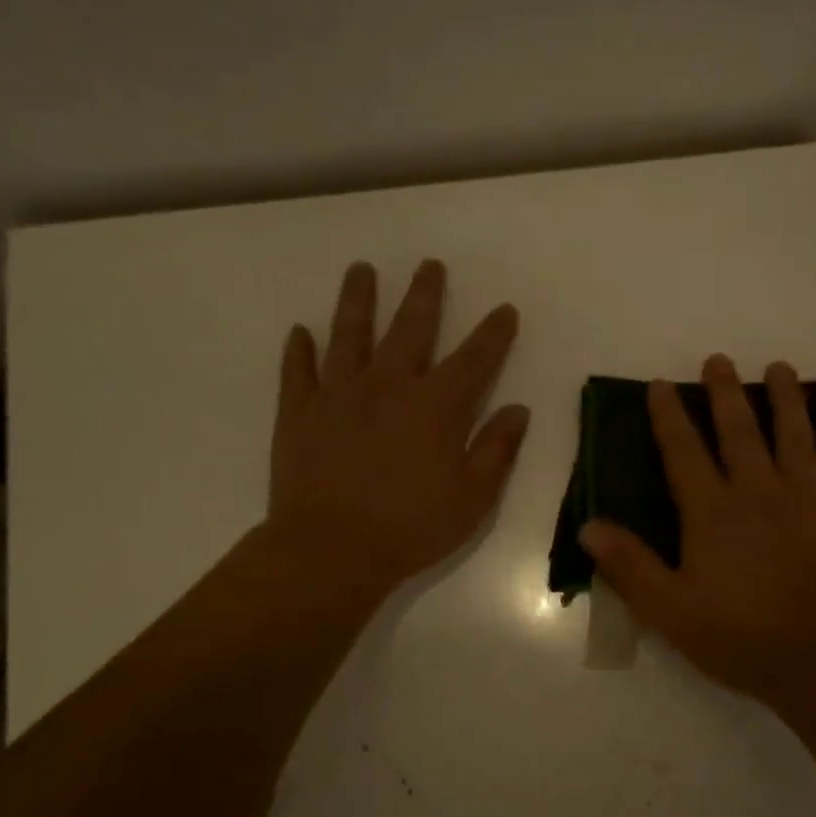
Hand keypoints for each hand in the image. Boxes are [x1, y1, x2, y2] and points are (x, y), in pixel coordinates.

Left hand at [265, 259, 527, 601]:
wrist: (330, 550)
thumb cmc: (410, 528)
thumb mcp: (472, 498)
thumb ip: (497, 450)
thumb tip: (517, 410)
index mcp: (435, 407)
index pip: (474, 359)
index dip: (493, 333)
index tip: (504, 310)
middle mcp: (387, 386)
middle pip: (410, 329)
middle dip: (424, 295)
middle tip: (430, 266)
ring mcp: (338, 395)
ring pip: (349, 335)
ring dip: (357, 300)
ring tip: (361, 270)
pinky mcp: (299, 413)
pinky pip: (298, 371)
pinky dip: (299, 349)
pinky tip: (300, 331)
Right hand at [579, 355, 815, 722]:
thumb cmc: (739, 636)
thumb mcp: (668, 608)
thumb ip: (628, 564)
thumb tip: (589, 525)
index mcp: (713, 512)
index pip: (684, 453)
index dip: (669, 416)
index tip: (662, 384)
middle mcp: (760, 493)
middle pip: (741, 433)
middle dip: (726, 394)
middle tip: (720, 359)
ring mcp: (811, 502)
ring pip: (799, 440)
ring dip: (790, 402)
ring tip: (783, 369)